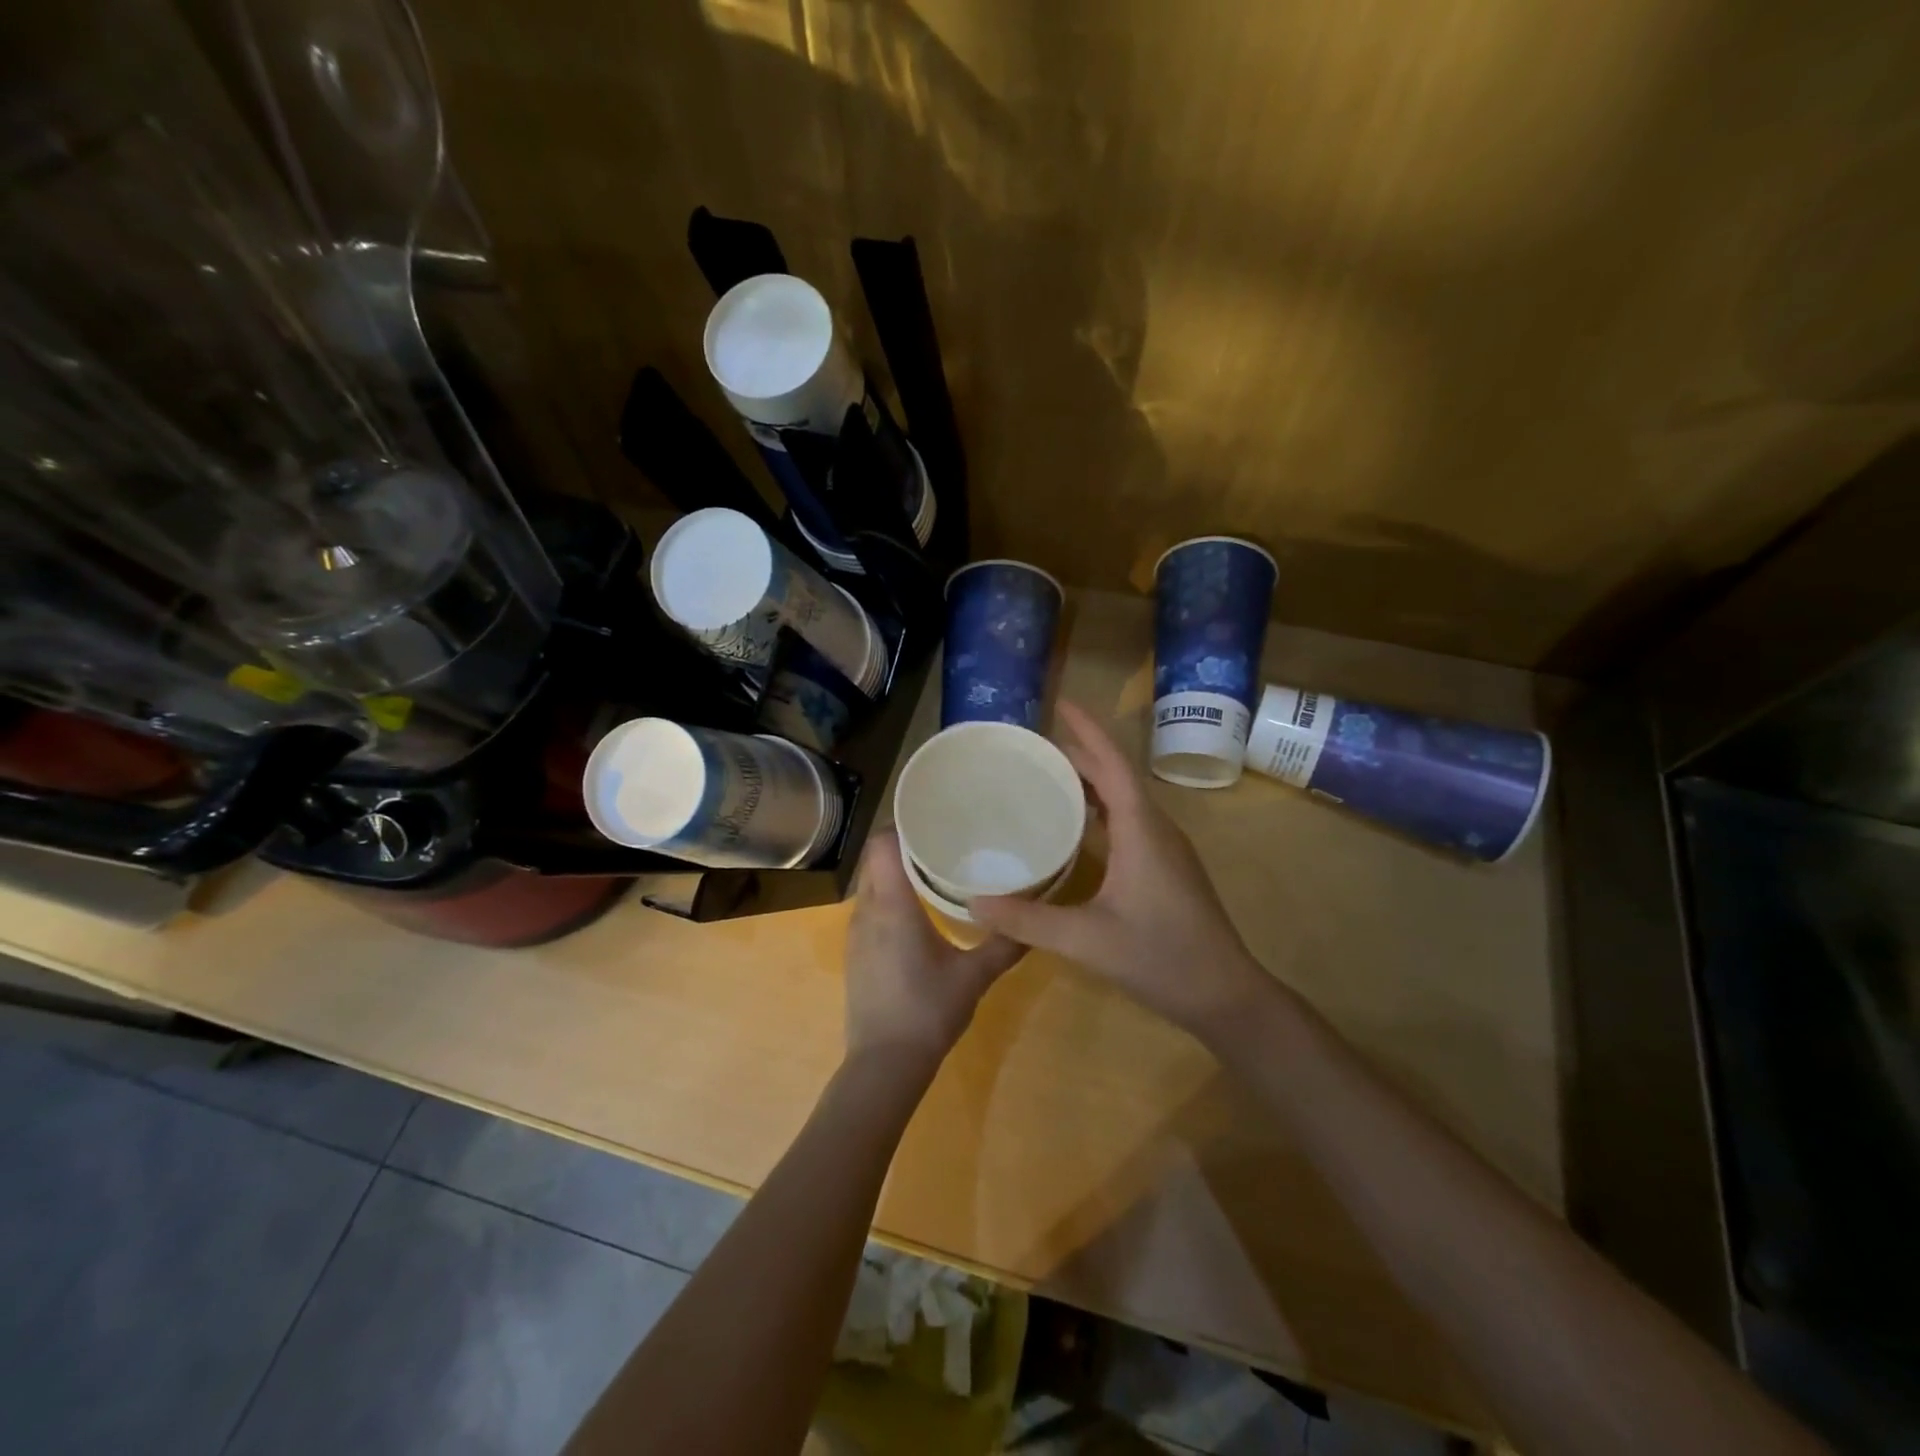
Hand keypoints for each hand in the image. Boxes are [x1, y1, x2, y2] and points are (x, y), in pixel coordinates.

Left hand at [843, 828, 1024, 1068]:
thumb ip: (1004, 944)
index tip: (933, 818)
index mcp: (892, 906)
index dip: (902, 826)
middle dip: (904, 847)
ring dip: (896, 874)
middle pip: (877, 861)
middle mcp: (867, 911)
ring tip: (933, 871)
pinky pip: (869, 909)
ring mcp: (856, 934)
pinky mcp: (856, 953)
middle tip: (943, 841)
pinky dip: (889, 899)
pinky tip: (917, 913)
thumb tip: (1033, 921)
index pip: (882, 845)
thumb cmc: (928, 1011)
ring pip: (872, 886)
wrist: (884, 1064)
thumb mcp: (974, 976)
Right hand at [972, 701, 1267, 1039]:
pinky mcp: (1167, 868)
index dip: (1086, 731)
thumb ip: (1029, 920)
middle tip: (1034, 747)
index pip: (1112, 764)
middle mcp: (1157, 828)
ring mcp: (1166, 849)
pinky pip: (1130, 822)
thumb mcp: (1087, 940)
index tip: (1060, 704)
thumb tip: (973, 903)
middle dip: (1080, 754)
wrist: (1226, 995)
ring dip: (1091, 783)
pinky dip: (1100, 811)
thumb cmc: (1161, 958)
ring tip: (1048, 779)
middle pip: (1116, 776)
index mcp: (1142, 829)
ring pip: (1125, 800)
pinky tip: (1077, 829)